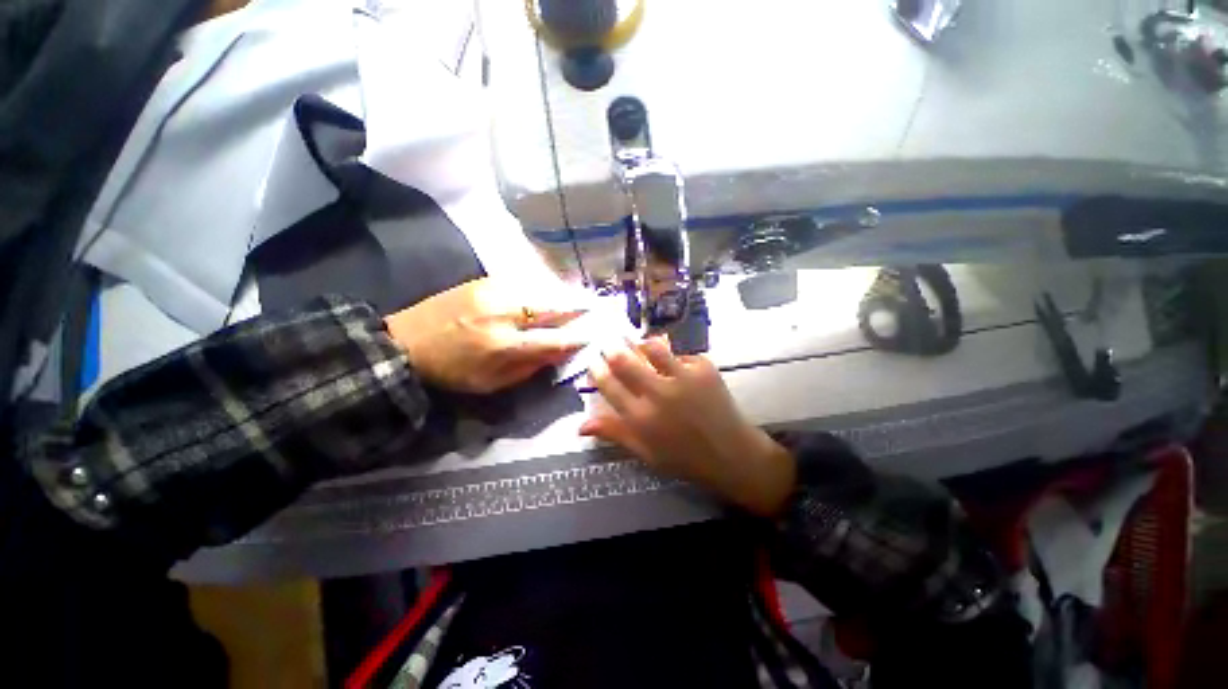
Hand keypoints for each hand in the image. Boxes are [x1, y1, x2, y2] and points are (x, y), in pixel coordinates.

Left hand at [385, 278, 586, 393]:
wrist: (406, 342)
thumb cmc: (452, 371)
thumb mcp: (492, 383)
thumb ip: (530, 367)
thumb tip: (559, 352)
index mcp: (503, 345)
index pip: (554, 339)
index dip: (576, 338)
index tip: (592, 336)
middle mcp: (503, 313)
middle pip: (552, 306)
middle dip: (576, 309)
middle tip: (591, 310)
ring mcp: (493, 291)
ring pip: (541, 289)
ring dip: (561, 296)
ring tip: (573, 301)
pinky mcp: (485, 280)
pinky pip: (524, 281)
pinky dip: (541, 288)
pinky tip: (546, 293)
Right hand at [581, 339, 795, 516]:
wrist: (731, 454)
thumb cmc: (684, 458)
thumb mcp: (645, 453)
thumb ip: (614, 433)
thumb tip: (580, 425)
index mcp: (641, 418)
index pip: (609, 386)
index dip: (597, 370)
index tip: (594, 361)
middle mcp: (659, 394)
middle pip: (625, 361)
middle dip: (612, 350)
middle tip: (610, 345)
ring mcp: (683, 378)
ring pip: (653, 348)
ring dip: (642, 344)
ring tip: (641, 346)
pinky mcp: (704, 368)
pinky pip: (681, 354)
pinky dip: (674, 357)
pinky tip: (675, 364)